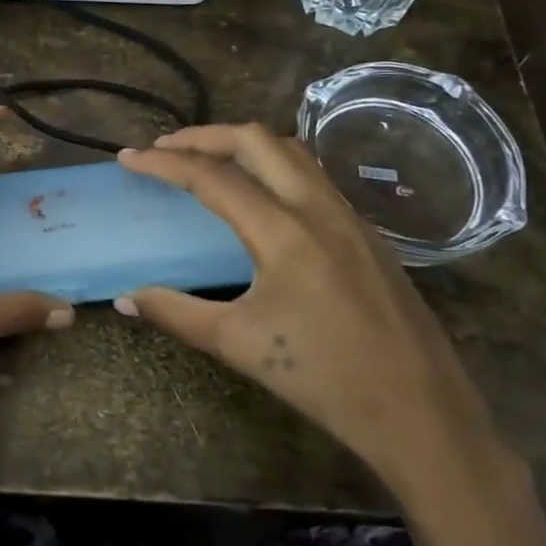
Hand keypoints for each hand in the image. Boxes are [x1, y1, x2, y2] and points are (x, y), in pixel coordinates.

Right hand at [116, 124, 507, 500]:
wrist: (420, 410)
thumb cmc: (323, 378)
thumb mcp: (239, 344)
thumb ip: (176, 313)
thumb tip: (125, 299)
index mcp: (282, 230)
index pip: (211, 177)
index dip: (164, 164)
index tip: (128, 158)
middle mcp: (317, 207)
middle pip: (256, 140)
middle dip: (205, 136)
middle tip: (166, 149)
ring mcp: (349, 216)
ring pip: (292, 152)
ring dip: (244, 145)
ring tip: (210, 161)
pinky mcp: (367, 233)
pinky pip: (314, 177)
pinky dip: (276, 167)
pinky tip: (263, 197)